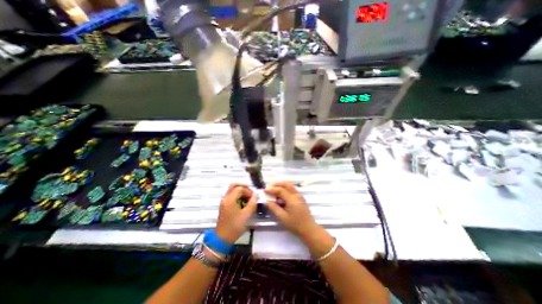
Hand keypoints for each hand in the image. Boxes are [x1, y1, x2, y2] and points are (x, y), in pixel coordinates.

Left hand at [215, 184, 256, 242]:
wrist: (222, 238)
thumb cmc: (235, 227)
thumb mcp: (246, 215)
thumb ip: (252, 203)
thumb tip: (256, 195)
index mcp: (230, 199)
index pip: (240, 188)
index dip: (248, 191)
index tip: (254, 197)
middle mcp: (225, 198)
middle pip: (234, 185)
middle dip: (243, 186)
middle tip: (250, 192)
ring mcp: (224, 201)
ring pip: (232, 190)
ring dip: (240, 190)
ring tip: (248, 197)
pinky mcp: (224, 205)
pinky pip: (231, 195)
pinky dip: (237, 195)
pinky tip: (243, 201)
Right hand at [265, 181, 318, 238]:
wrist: (309, 229)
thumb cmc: (295, 225)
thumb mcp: (283, 218)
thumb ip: (274, 208)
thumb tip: (266, 201)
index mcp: (292, 199)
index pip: (281, 190)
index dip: (272, 189)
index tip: (264, 190)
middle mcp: (296, 195)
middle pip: (287, 183)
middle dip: (277, 183)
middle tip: (270, 187)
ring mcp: (299, 196)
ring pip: (290, 185)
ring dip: (281, 185)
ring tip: (274, 191)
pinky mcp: (300, 198)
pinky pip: (292, 189)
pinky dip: (285, 189)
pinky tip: (280, 196)